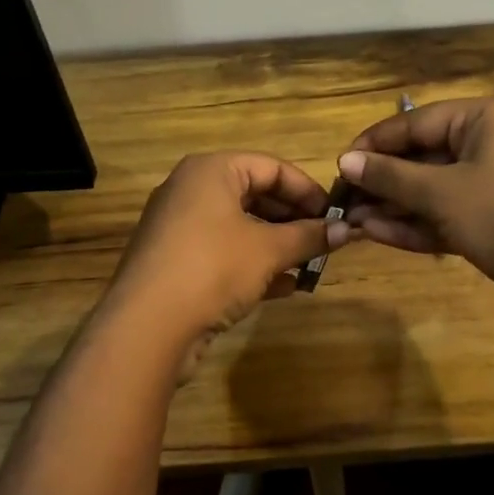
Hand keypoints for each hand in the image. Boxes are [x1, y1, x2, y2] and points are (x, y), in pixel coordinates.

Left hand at [100, 152, 336, 380]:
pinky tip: (285, 288)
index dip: (307, 190)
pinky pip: (223, 253)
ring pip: (240, 227)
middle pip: (255, 195)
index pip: (271, 166)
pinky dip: (254, 265)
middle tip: (325, 241)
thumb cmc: (213, 268)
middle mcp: (191, 190)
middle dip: (293, 220)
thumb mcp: (269, 250)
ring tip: (310, 265)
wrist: (147, 327)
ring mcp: (179, 228)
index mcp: (211, 171)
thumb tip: (347, 229)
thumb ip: (309, 236)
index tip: (335, 215)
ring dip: (277, 245)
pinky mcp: (175, 263)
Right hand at [337, 98, 493, 338]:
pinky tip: (376, 234)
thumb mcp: (444, 193)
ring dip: (393, 207)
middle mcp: (487, 145)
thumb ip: (392, 177)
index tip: (338, 166)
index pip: (415, 122)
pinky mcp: (493, 223)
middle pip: (422, 157)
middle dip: (382, 181)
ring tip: (350, 221)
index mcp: (482, 119)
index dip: (374, 144)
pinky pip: (446, 216)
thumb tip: (346, 161)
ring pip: (431, 191)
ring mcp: (492, 186)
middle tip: (341, 201)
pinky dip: (415, 225)